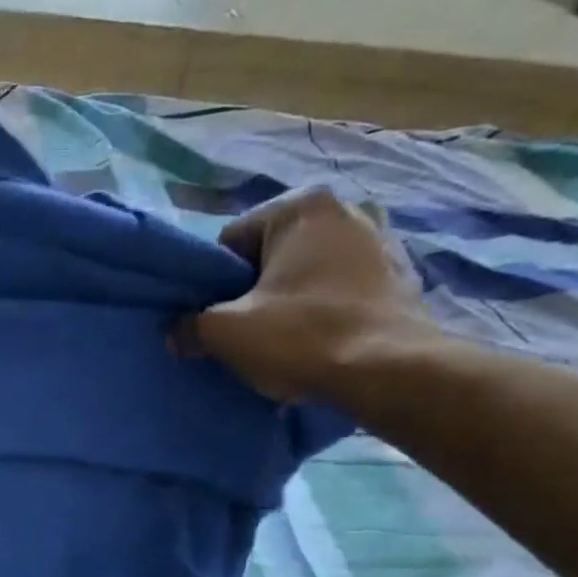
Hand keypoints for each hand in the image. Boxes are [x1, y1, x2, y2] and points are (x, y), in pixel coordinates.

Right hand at [178, 188, 437, 401]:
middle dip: (253, 290)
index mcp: (301, 207)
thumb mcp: (224, 332)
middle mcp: (346, 209)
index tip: (217, 318)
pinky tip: (317, 341)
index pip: (230, 243)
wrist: (387, 370)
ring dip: (289, 300)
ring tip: (283, 340)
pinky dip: (324, 309)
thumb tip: (177, 333)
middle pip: (270, 256)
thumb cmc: (300, 336)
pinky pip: (340, 289)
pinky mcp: (400, 275)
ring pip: (307, 273)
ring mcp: (380, 240)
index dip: (214, 284)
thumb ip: (189, 326)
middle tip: (246, 331)